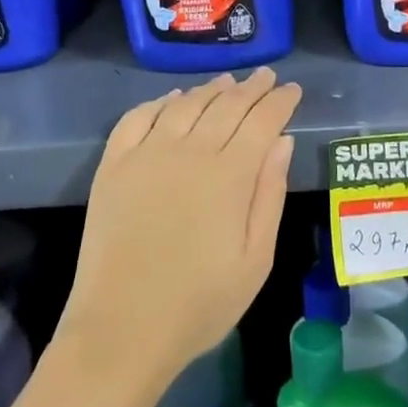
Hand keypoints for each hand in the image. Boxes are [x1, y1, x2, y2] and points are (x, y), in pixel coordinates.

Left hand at [61, 68, 301, 387]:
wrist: (121, 330)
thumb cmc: (200, 303)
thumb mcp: (256, 260)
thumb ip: (270, 195)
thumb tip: (282, 142)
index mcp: (229, 175)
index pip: (262, 121)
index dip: (280, 101)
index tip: (293, 89)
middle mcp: (189, 151)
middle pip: (226, 105)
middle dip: (251, 88)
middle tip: (266, 76)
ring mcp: (146, 155)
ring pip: (185, 104)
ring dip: (210, 89)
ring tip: (227, 82)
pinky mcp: (114, 166)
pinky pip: (138, 117)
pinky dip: (160, 102)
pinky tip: (173, 100)